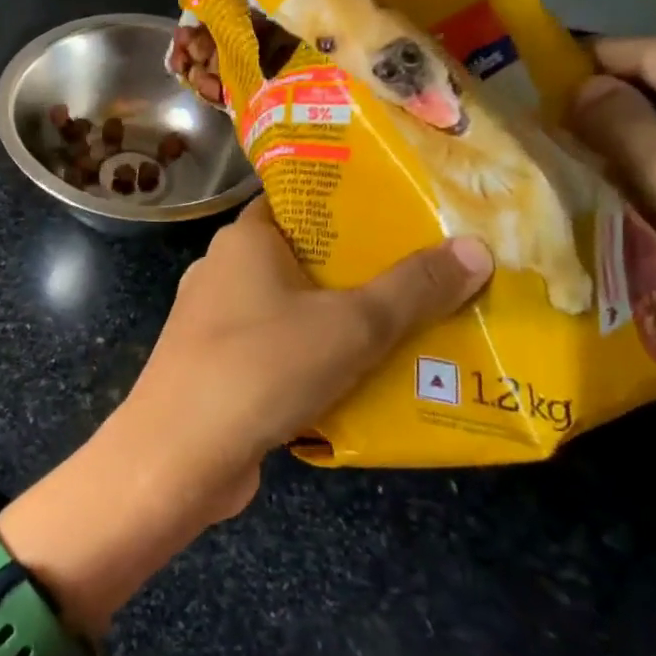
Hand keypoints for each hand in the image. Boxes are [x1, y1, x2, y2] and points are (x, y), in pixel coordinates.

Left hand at [108, 195, 491, 522]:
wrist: (179, 454)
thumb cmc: (262, 366)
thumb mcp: (351, 325)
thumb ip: (413, 288)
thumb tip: (476, 248)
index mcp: (244, 240)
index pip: (298, 202)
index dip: (349, 204)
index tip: (405, 214)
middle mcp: (223, 271)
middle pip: (302, 258)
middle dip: (361, 272)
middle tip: (428, 277)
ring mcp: (214, 322)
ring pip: (292, 310)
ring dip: (341, 322)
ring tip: (411, 331)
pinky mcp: (216, 367)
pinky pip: (277, 351)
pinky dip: (315, 360)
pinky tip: (362, 382)